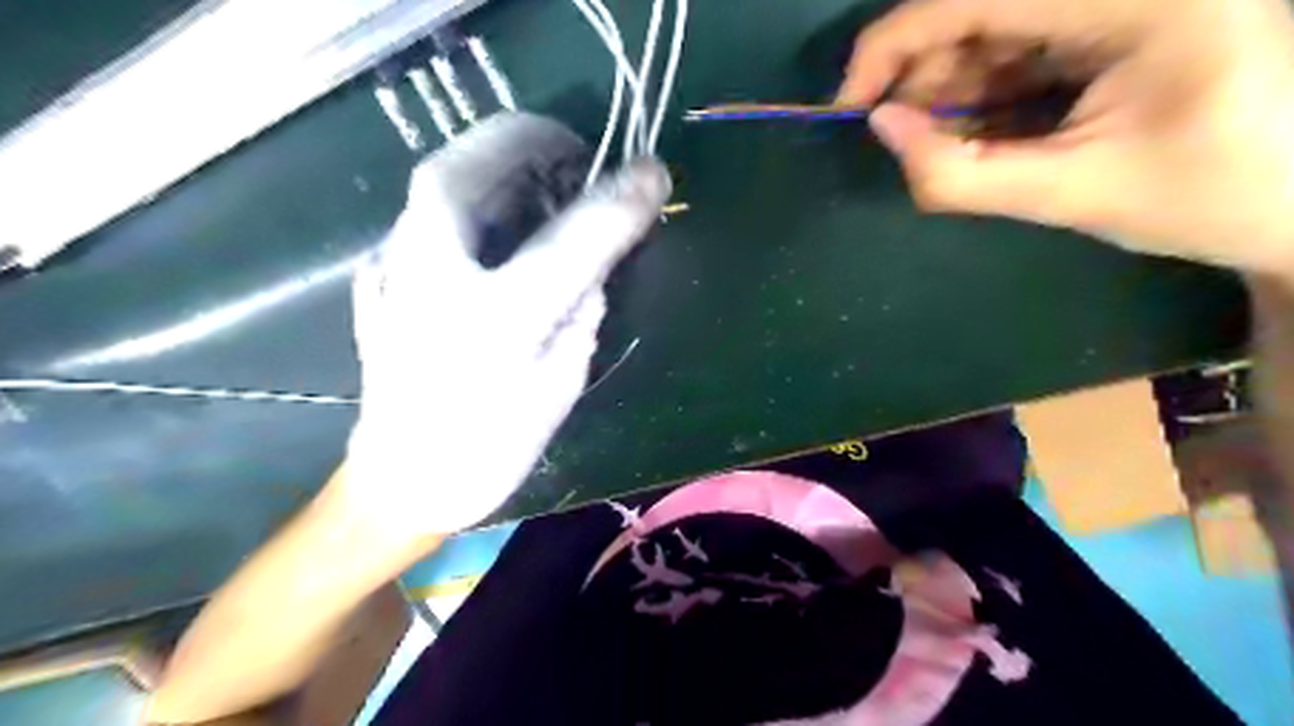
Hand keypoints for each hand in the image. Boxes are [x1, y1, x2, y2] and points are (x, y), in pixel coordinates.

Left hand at [345, 146, 667, 538]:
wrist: (404, 482)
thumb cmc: (491, 447)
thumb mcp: (561, 384)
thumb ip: (583, 313)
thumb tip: (594, 266)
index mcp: (495, 320)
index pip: (571, 238)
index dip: (618, 198)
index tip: (654, 171)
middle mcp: (433, 281)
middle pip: (470, 171)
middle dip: (530, 142)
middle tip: (577, 153)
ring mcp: (391, 273)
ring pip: (438, 180)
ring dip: (496, 160)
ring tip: (544, 174)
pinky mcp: (378, 277)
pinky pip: (425, 212)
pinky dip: (468, 195)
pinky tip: (497, 216)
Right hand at [840, 0, 1292, 273]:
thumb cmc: (1204, 200)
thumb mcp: (1068, 196)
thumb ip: (958, 172)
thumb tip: (878, 129)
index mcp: (1137, 0)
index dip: (893, 43)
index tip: (847, 104)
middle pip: (978, 7)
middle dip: (923, 76)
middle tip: (903, 143)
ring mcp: (1117, 0)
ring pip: (990, 27)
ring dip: (950, 89)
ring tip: (950, 148)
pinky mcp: (1112, 18)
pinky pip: (1017, 44)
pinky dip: (982, 92)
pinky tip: (982, 133)